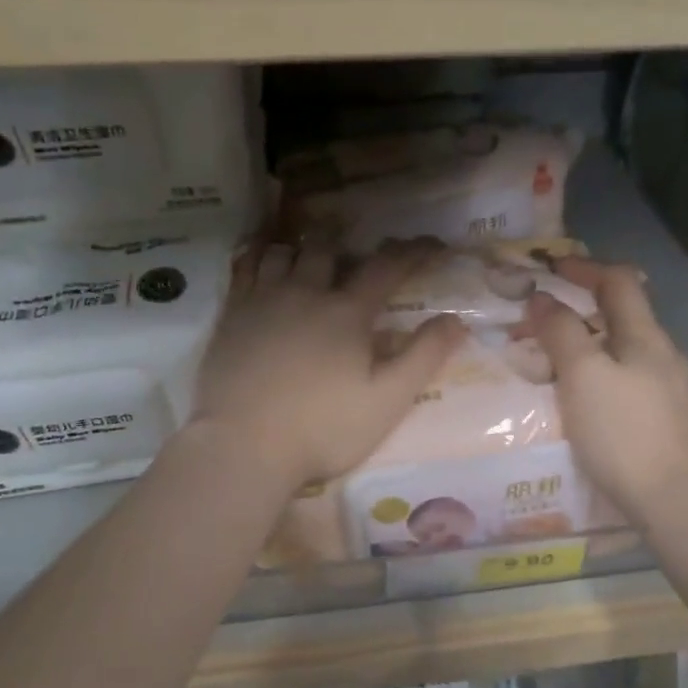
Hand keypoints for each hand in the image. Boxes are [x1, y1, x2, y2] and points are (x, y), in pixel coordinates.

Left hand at [191, 241, 465, 491]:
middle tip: (357, 246)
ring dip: (301, 249)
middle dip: (347, 241)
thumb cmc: (322, 429)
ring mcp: (262, 301)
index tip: (433, 244)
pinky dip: (257, 256)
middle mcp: (305, 294)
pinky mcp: (231, 316)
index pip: (387, 267)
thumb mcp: (387, 400)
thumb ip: (423, 357)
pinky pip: (243, 268)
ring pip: (282, 253)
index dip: (414, 251)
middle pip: (327, 249)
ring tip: (308, 256)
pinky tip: (259, 260)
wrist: (243, 446)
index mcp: (347, 313)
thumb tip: (456, 320)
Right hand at [525, 261, 687, 524]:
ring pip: (622, 350)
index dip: (584, 268)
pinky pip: (625, 381)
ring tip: (551, 361)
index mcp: (647, 337)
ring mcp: (668, 390)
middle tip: (540, 320)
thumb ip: (561, 333)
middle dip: (581, 309)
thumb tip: (542, 299)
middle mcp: (663, 356)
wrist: (674, 502)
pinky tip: (580, 399)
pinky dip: (598, 374)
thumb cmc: (624, 432)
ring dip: (588, 344)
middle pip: (622, 315)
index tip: (550, 269)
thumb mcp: (583, 376)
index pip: (619, 281)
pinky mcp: (665, 420)